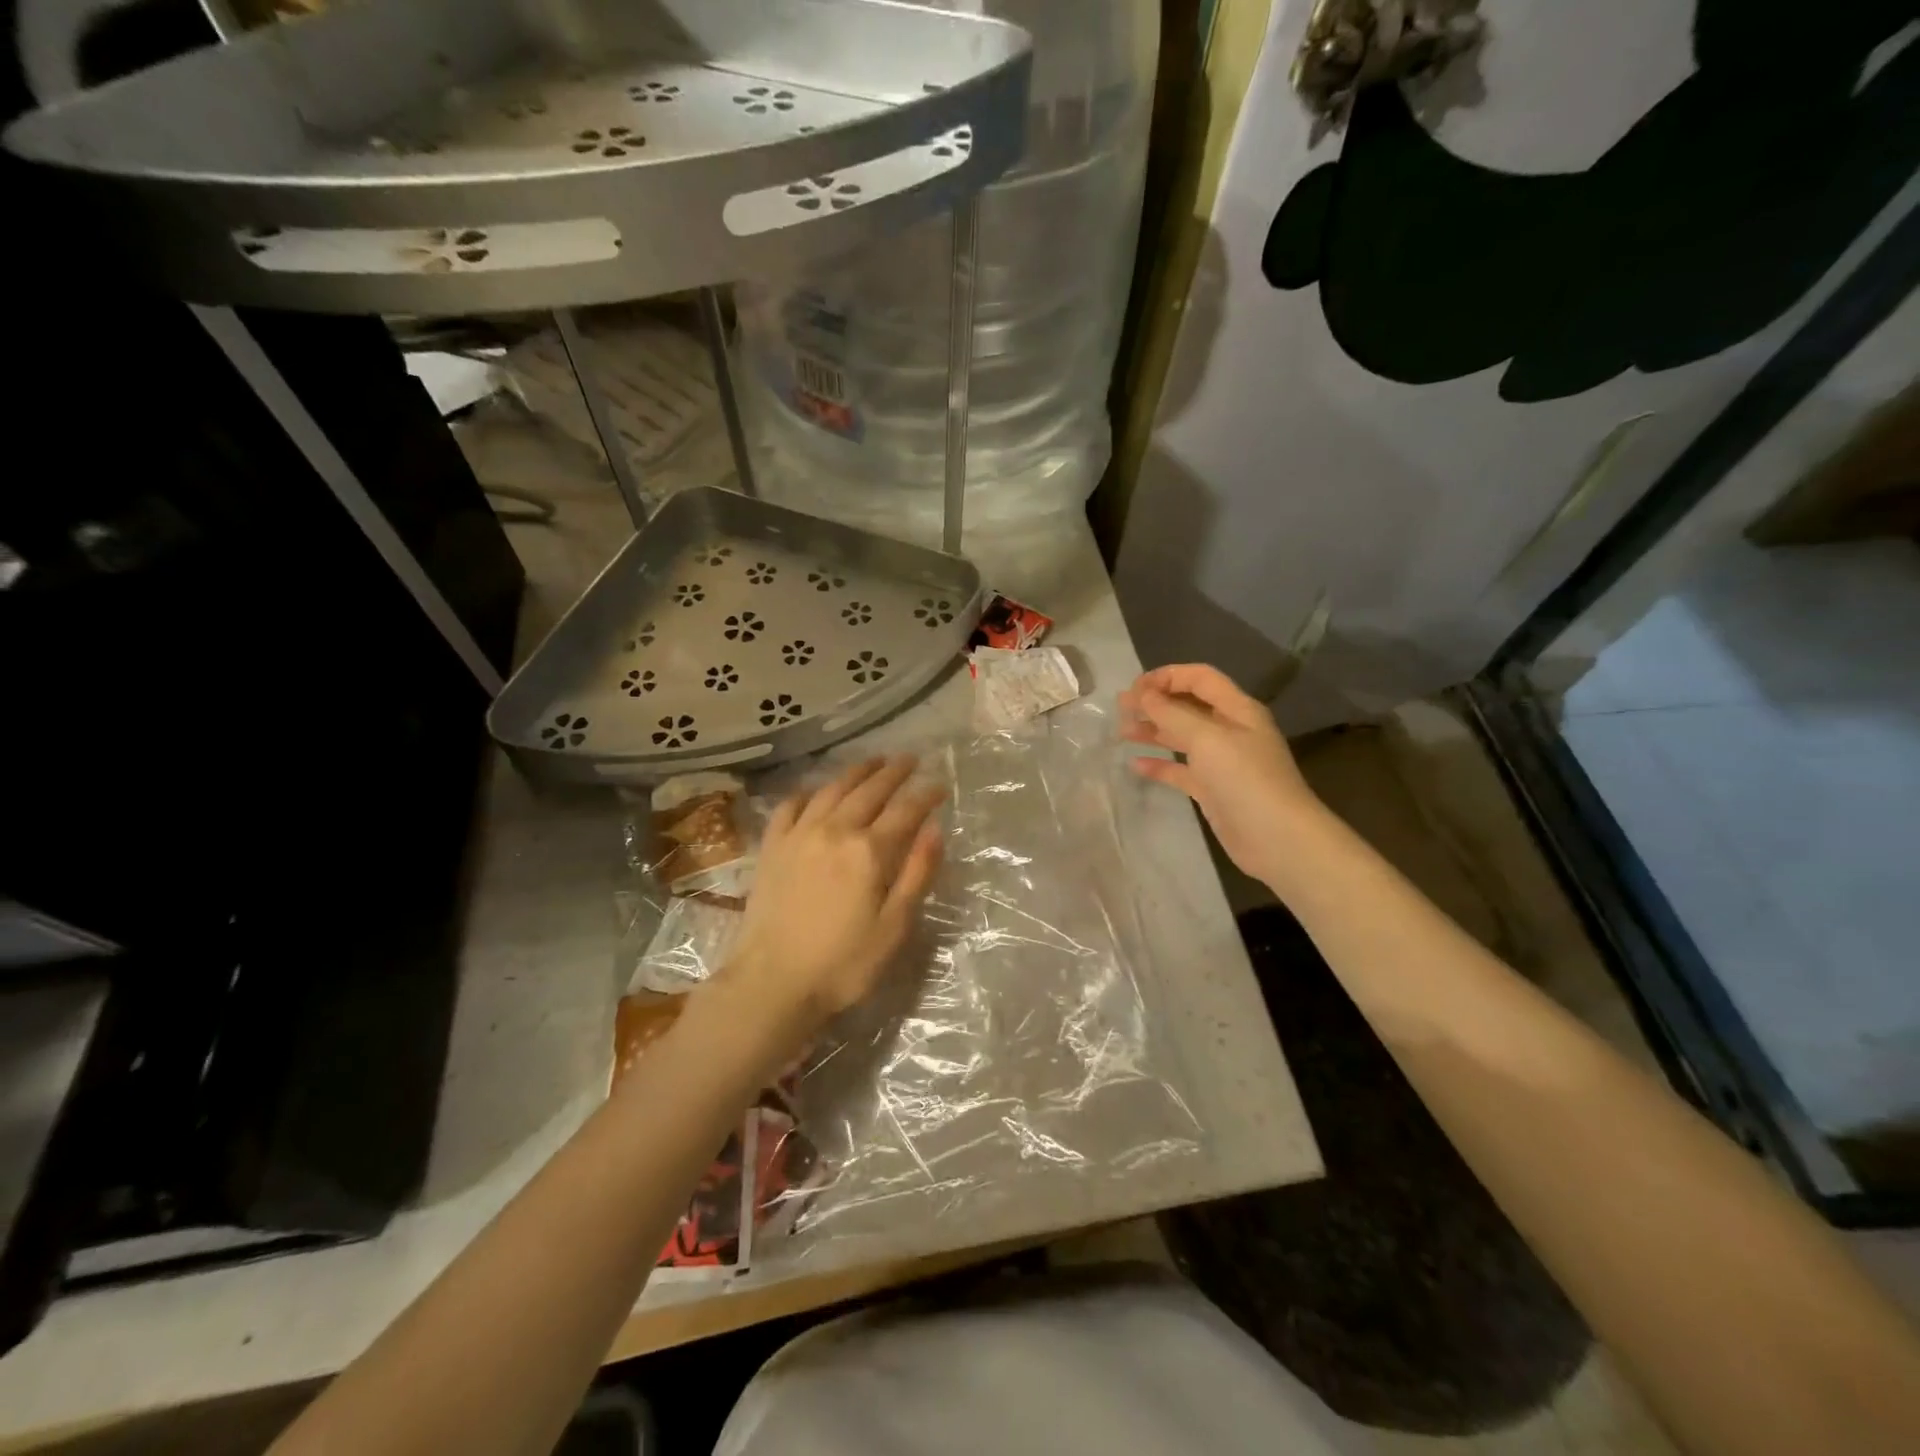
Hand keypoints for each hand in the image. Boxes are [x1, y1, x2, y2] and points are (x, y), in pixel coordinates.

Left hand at [705, 756, 944, 1056]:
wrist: (772, 982)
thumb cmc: (843, 963)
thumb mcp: (894, 927)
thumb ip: (916, 874)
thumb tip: (935, 829)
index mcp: (869, 851)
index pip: (906, 810)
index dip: (926, 794)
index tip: (940, 784)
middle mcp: (835, 830)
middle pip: (869, 790)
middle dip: (893, 772)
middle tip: (910, 759)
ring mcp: (799, 835)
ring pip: (832, 790)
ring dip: (856, 772)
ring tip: (873, 762)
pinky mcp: (771, 847)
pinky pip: (790, 806)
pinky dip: (807, 792)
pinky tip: (815, 791)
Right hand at [1119, 664, 1321, 888]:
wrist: (1277, 838)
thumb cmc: (1245, 779)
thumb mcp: (1207, 738)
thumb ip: (1172, 713)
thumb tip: (1142, 694)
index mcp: (1237, 709)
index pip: (1200, 678)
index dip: (1167, 676)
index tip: (1134, 688)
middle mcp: (1230, 730)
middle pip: (1188, 706)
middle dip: (1155, 703)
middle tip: (1121, 709)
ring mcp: (1222, 761)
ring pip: (1182, 737)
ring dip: (1154, 731)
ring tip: (1122, 733)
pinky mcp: (1213, 789)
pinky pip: (1181, 769)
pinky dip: (1160, 765)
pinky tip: (1136, 765)